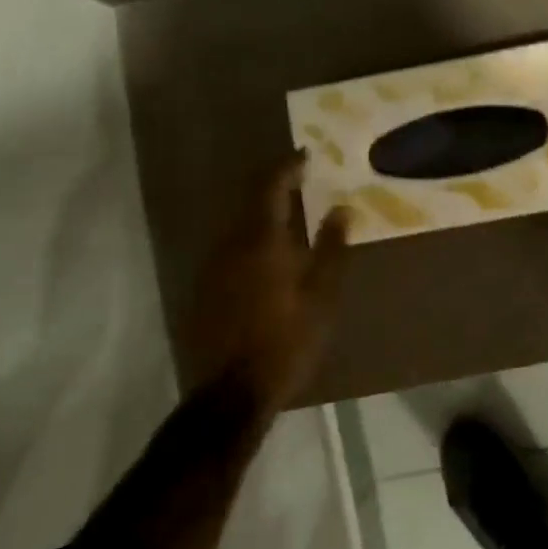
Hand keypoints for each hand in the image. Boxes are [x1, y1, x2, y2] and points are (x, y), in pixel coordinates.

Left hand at [179, 154, 349, 412]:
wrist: (232, 393)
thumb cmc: (287, 342)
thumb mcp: (323, 297)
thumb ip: (332, 249)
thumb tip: (342, 210)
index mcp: (262, 241)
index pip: (270, 186)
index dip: (288, 166)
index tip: (306, 155)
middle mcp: (231, 245)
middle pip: (251, 202)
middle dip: (276, 188)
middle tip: (304, 184)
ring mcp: (213, 268)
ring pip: (240, 227)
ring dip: (264, 216)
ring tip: (293, 219)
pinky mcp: (205, 290)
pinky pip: (232, 250)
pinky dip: (253, 241)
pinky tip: (271, 259)